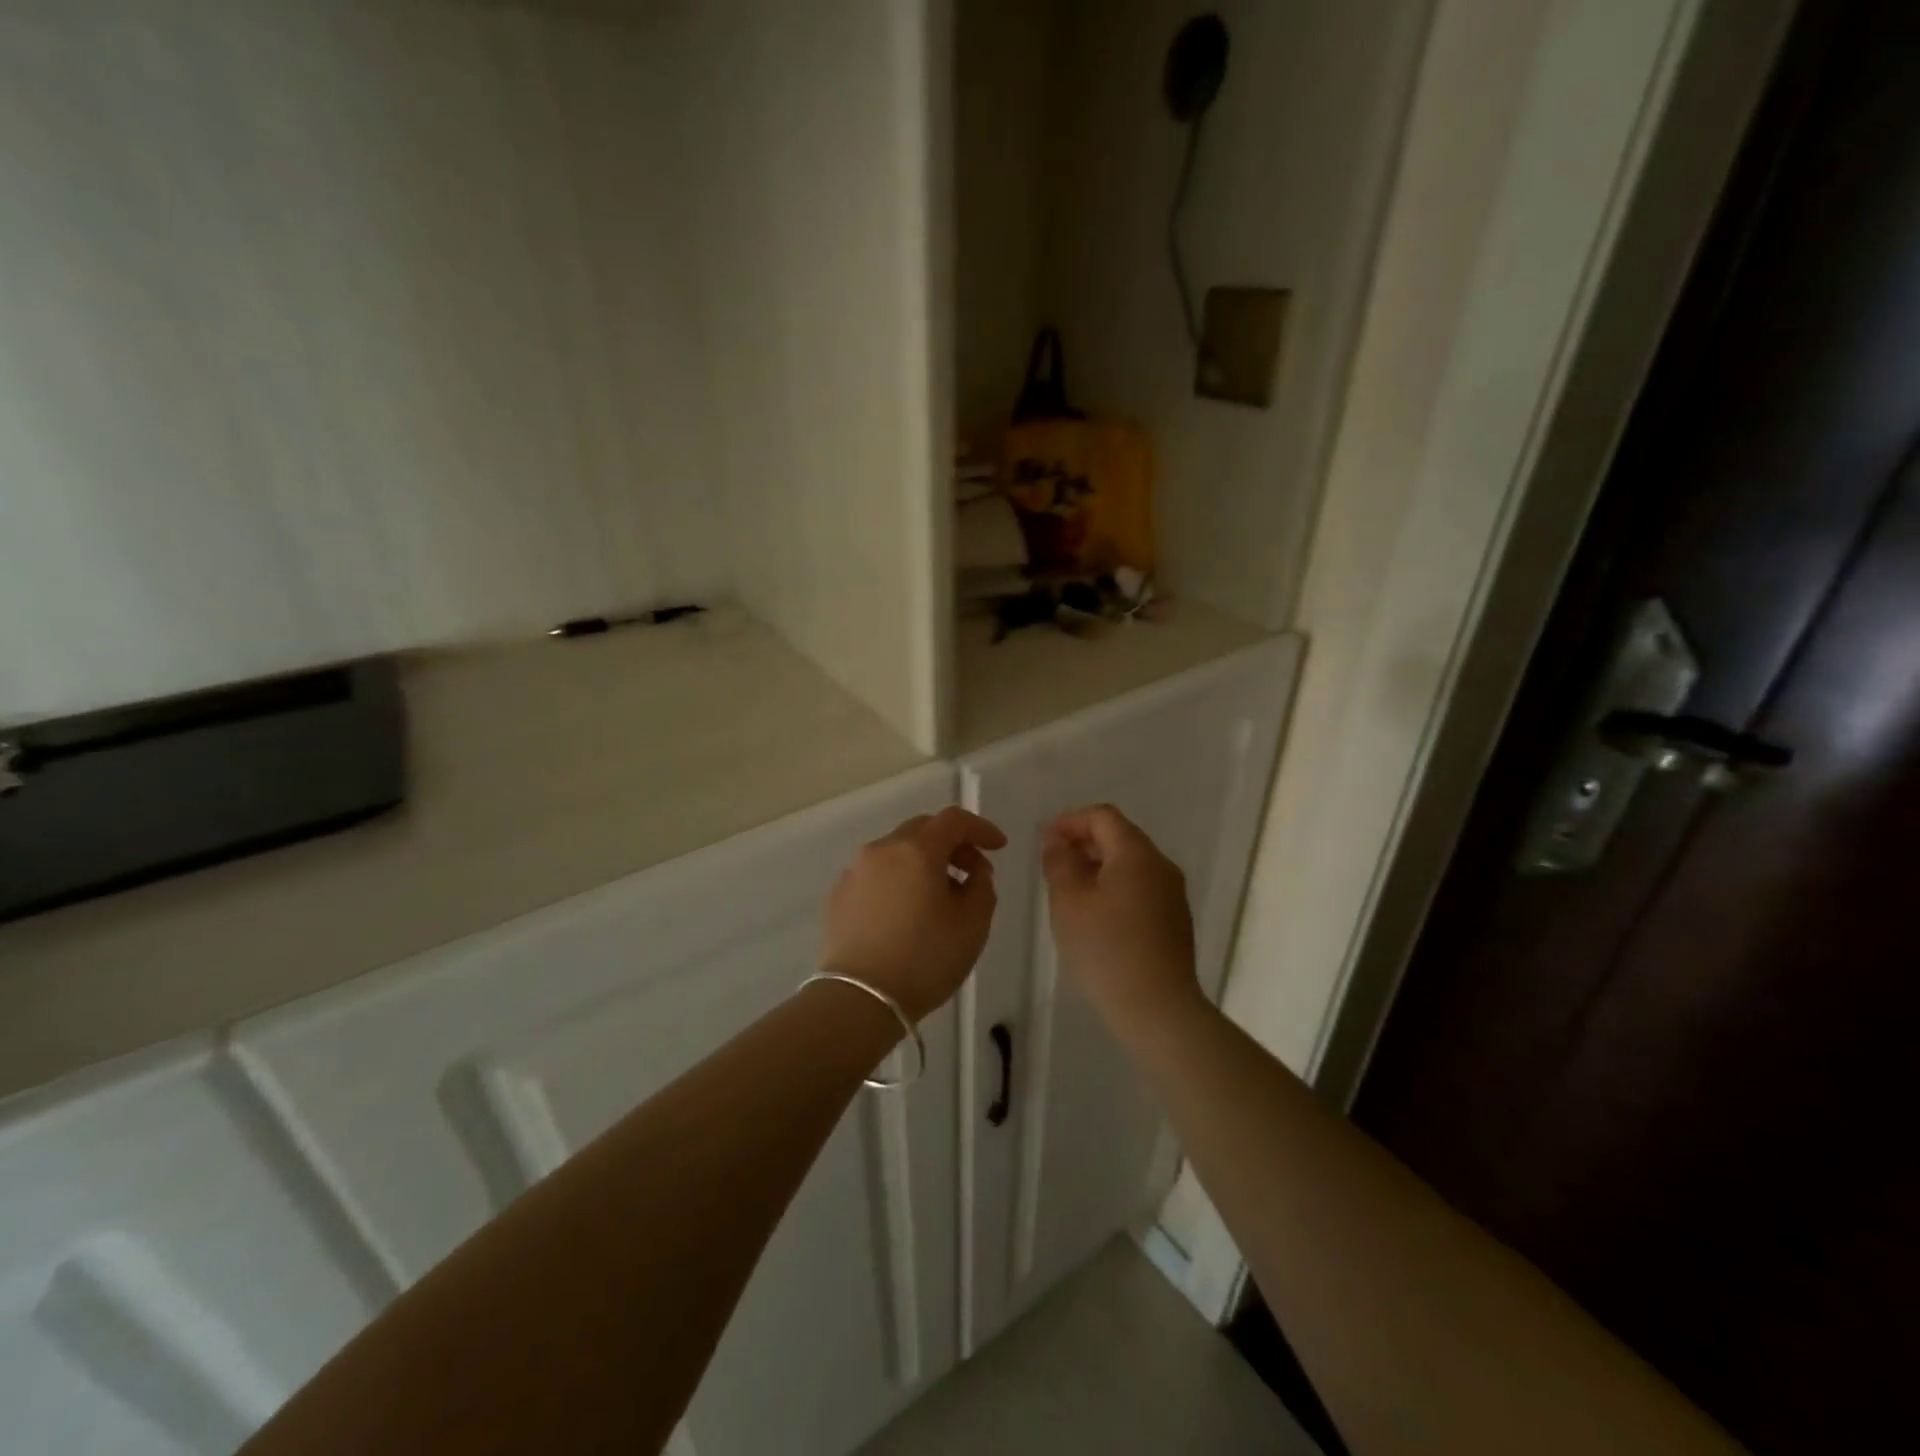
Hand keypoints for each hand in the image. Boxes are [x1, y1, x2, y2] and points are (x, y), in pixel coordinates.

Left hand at [823, 806, 1007, 1021]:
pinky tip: (905, 911)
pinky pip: (876, 874)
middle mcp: (882, 849)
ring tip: (939, 896)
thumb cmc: (925, 959)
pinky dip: (898, 880)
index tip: (998, 846)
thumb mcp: (973, 925)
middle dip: (952, 844)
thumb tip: (973, 873)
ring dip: (923, 862)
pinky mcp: (838, 895)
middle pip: (923, 830)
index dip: (981, 828)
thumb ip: (982, 887)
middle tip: (972, 872)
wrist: (859, 999)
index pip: (954, 820)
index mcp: (917, 850)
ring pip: (897, 851)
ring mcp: (855, 871)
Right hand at [1042, 805, 1202, 1040]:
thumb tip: (1055, 841)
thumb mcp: (1068, 902)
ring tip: (1069, 891)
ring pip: (1131, 864)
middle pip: (1119, 837)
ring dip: (1098, 867)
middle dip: (1083, 843)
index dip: (1070, 822)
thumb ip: (1059, 863)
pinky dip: (1115, 887)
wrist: (1157, 1008)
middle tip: (1052, 866)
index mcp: (1136, 853)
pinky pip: (1141, 887)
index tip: (1044, 842)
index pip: (1102, 816)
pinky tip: (1095, 916)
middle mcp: (1161, 865)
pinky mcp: (1175, 919)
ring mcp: (1172, 893)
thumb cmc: (1106, 949)